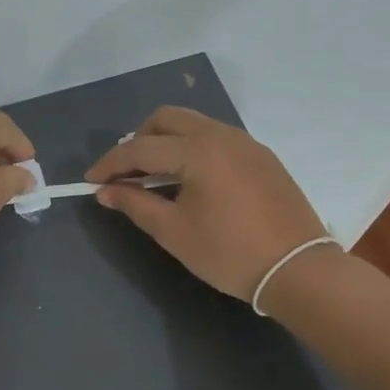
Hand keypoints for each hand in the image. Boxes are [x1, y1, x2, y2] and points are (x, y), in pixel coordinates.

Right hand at [86, 106, 337, 302]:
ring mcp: (246, 143)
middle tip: (126, 173)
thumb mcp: (173, 231)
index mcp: (197, 151)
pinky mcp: (262, 156)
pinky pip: (216, 138)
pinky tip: (190, 180)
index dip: (110, 164)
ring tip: (155, 176)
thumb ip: (135, 204)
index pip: (140, 148)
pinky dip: (193, 149)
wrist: (299, 270)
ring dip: (166, 142)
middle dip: (139, 140)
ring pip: (194, 124)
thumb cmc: (229, 253)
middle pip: (166, 119)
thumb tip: (105, 191)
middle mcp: (221, 135)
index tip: (91, 181)